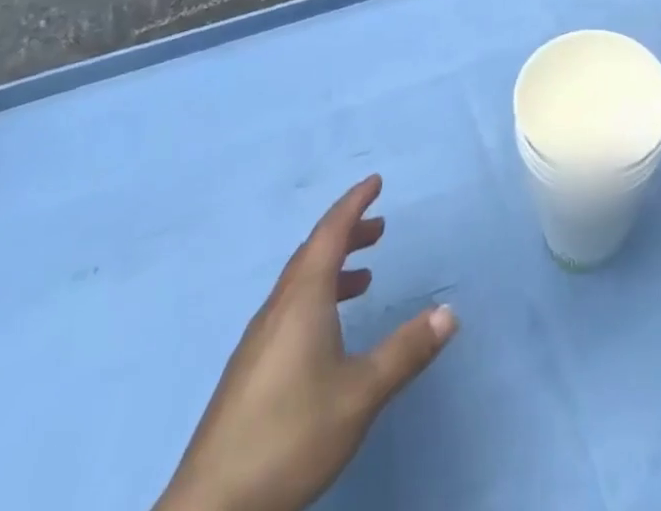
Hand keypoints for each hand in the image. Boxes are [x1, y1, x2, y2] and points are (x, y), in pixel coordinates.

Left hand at [155, 175, 458, 510]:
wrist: (211, 510)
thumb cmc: (290, 437)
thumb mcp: (360, 394)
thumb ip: (406, 351)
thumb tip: (449, 312)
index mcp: (302, 300)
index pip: (330, 232)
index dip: (354, 203)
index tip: (376, 182)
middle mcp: (277, 309)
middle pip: (313, 253)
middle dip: (347, 233)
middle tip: (379, 228)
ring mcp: (257, 342)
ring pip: (299, 284)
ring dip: (332, 268)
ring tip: (363, 278)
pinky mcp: (248, 373)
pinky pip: (288, 310)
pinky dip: (317, 297)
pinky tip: (328, 334)